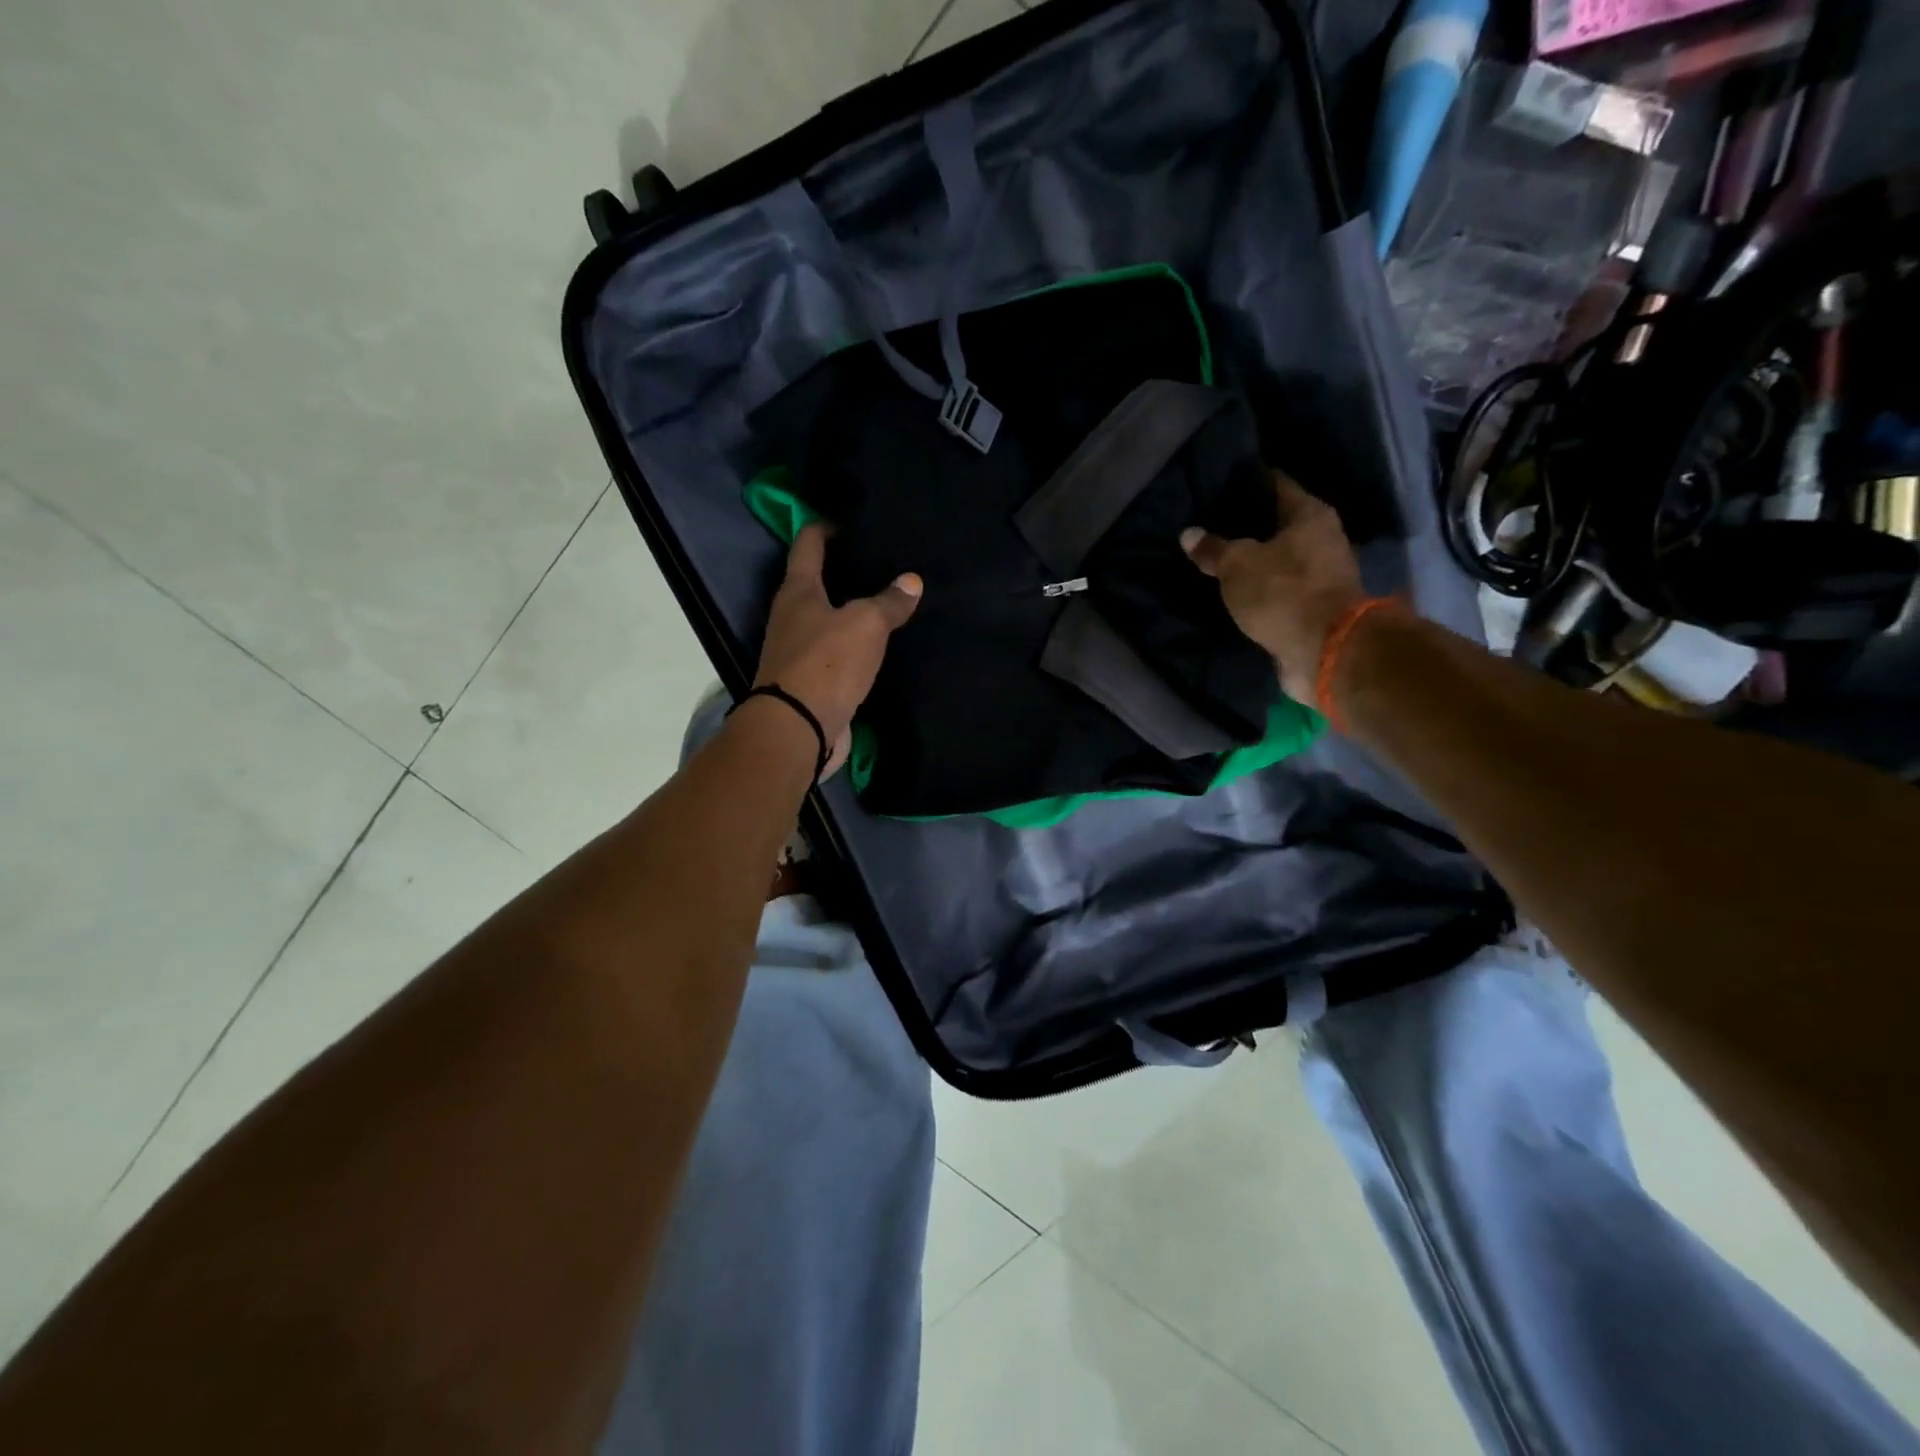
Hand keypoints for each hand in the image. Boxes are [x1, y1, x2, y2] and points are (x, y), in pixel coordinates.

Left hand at [755, 525, 921, 773]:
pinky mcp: (809, 681)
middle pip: (814, 581)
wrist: (798, 729)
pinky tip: (876, 644)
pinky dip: (852, 644)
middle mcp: (791, 616)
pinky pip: (834, 652)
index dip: (825, 526)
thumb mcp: (866, 624)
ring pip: (825, 619)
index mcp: (797, 591)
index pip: (808, 544)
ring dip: (848, 609)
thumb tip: (911, 581)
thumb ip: (888, 602)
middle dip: (841, 569)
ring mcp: (797, 651)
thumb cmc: (826, 663)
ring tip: (883, 599)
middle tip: (878, 559)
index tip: (848, 519)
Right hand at [1181, 473, 1365, 703]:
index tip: (1220, 484)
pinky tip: (1237, 591)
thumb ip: (1213, 549)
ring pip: (1280, 559)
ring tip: (1219, 560)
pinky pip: (1281, 590)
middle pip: (1279, 524)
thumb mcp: (1236, 566)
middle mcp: (1324, 538)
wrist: (1325, 650)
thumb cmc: (1283, 592)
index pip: (1275, 485)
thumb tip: (1189, 533)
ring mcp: (1323, 575)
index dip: (1247, 483)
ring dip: (1256, 561)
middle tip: (1212, 524)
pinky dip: (1262, 590)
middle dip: (1249, 526)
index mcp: (1311, 514)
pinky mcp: (1316, 608)